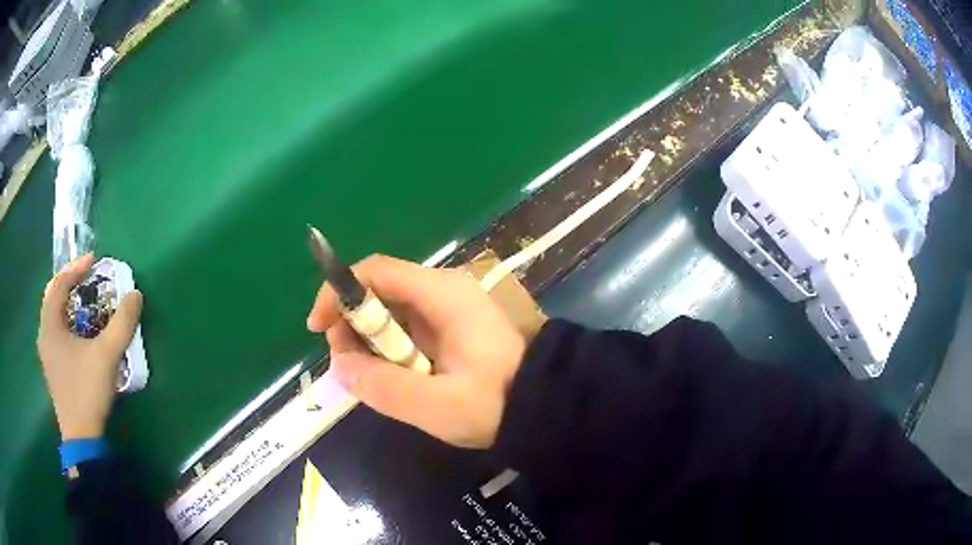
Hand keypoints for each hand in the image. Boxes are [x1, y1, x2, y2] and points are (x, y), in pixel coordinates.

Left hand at [37, 254, 142, 439]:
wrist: (81, 436)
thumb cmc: (87, 391)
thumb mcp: (107, 356)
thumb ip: (121, 324)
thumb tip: (135, 295)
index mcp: (50, 325)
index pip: (59, 284)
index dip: (76, 268)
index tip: (94, 261)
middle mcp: (44, 333)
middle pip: (53, 296)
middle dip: (69, 283)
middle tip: (86, 277)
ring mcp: (47, 352)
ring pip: (54, 315)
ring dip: (67, 302)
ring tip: (83, 300)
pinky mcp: (52, 367)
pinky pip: (56, 331)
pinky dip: (67, 321)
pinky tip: (79, 330)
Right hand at [307, 255, 525, 448]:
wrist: (547, 406)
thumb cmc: (497, 403)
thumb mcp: (437, 404)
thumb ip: (384, 387)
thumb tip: (339, 367)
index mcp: (442, 293)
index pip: (375, 271)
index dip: (339, 292)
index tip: (319, 328)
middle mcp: (443, 290)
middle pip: (379, 290)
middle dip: (352, 324)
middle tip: (346, 365)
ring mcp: (450, 308)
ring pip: (391, 311)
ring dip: (369, 340)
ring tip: (368, 377)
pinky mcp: (453, 327)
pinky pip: (408, 328)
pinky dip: (390, 349)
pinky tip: (392, 377)